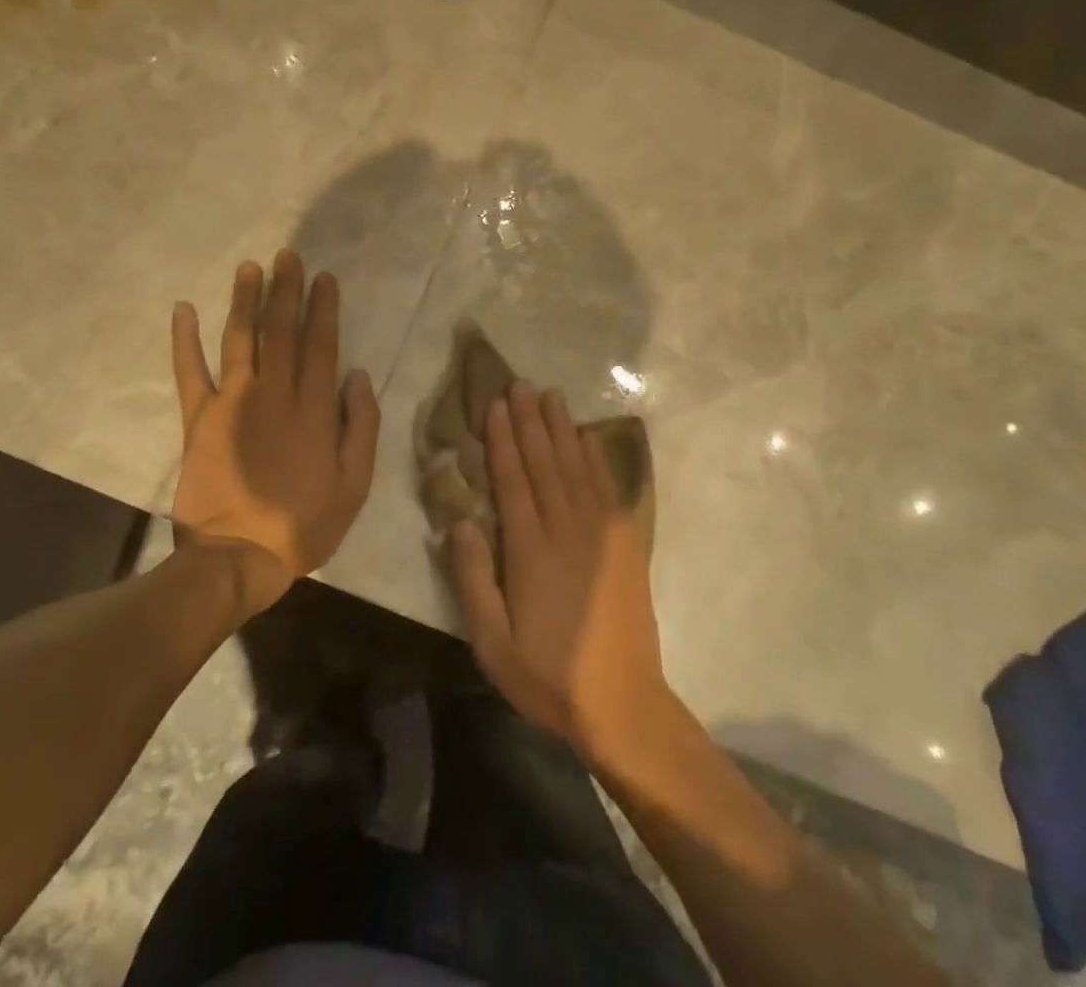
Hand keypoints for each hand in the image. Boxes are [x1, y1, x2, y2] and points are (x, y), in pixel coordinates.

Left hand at [170, 252, 380, 614]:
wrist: (237, 557)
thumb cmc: (304, 523)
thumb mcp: (355, 483)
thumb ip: (360, 426)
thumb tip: (358, 377)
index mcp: (313, 408)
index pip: (321, 344)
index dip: (323, 308)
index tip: (324, 277)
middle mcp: (274, 394)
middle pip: (281, 331)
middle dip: (286, 290)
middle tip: (287, 256)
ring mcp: (232, 403)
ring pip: (241, 339)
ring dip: (245, 301)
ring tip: (249, 268)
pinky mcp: (198, 420)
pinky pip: (189, 372)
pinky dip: (185, 340)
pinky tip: (183, 309)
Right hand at [445, 381, 674, 764]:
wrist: (622, 702)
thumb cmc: (548, 675)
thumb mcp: (493, 644)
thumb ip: (473, 580)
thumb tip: (460, 522)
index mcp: (531, 550)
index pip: (513, 480)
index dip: (502, 440)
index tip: (495, 406)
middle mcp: (567, 528)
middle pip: (545, 462)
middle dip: (529, 420)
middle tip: (519, 383)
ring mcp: (601, 531)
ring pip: (576, 465)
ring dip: (561, 427)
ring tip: (549, 395)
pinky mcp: (625, 540)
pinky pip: (607, 486)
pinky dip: (596, 456)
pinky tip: (587, 435)